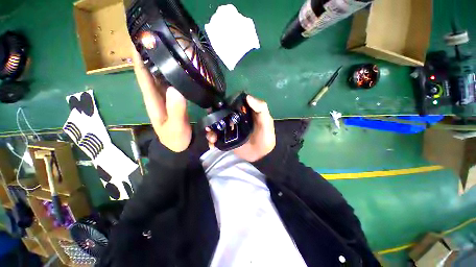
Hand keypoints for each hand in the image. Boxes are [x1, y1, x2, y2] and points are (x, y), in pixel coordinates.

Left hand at [133, 49, 191, 151]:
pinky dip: (172, 74)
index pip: (143, 76)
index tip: (140, 39)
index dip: (139, 58)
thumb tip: (176, 89)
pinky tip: (178, 67)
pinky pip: (171, 84)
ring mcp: (166, 98)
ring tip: (168, 48)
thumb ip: (176, 111)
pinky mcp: (174, 101)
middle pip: (150, 73)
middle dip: (150, 55)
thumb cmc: (175, 139)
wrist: (181, 147)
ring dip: (162, 62)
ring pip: (160, 77)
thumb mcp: (175, 127)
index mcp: (153, 101)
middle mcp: (157, 96)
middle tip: (158, 38)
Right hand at [206, 95, 275, 161]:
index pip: (230, 104)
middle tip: (208, 121)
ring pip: (216, 126)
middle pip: (220, 115)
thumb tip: (248, 96)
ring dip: (210, 129)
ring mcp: (229, 129)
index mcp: (242, 112)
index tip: (214, 105)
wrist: (261, 153)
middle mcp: (234, 119)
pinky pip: (216, 137)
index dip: (222, 104)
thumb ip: (261, 109)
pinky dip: (211, 140)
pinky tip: (212, 144)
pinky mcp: (226, 139)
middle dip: (212, 117)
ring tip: (211, 136)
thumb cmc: (265, 136)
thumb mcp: (266, 121)